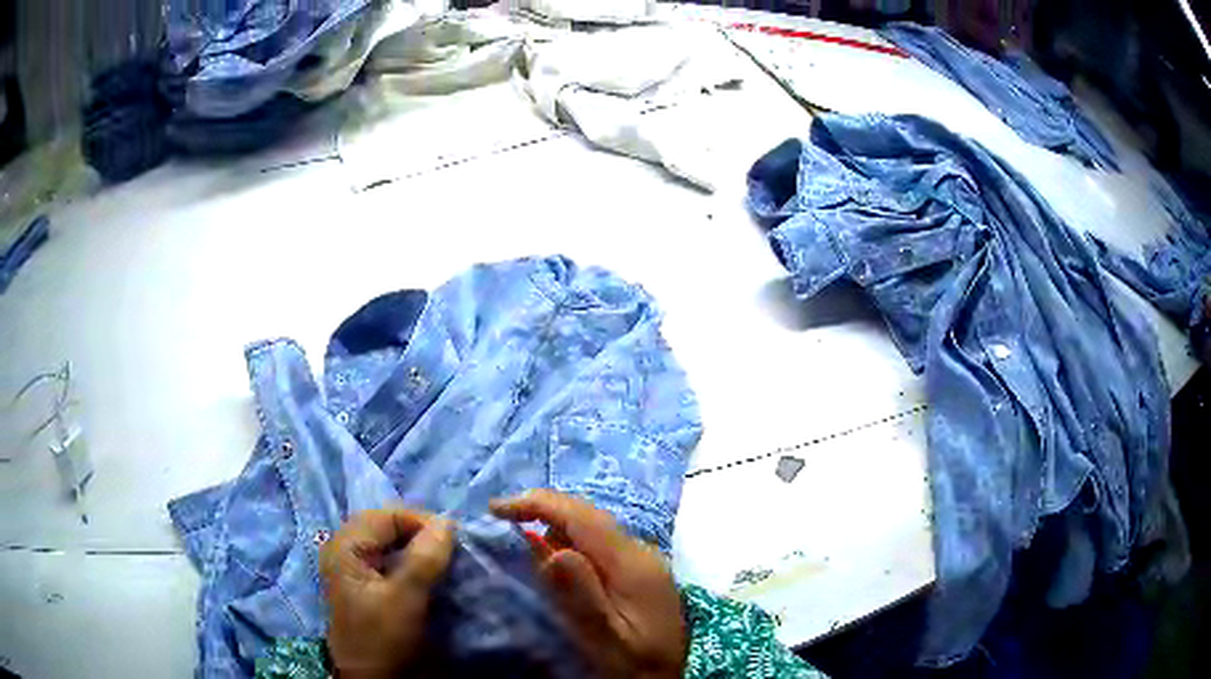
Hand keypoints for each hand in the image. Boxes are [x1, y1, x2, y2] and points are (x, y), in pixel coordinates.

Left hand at [320, 509, 453, 678]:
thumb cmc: (382, 638)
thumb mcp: (405, 599)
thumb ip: (424, 559)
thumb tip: (448, 523)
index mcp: (345, 546)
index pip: (386, 516)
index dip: (421, 522)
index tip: (454, 541)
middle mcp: (345, 549)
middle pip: (386, 526)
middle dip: (420, 533)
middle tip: (451, 550)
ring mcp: (354, 568)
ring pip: (389, 543)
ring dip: (418, 548)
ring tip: (444, 561)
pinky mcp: (365, 585)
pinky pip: (390, 560)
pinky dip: (412, 562)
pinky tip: (429, 575)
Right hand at [491, 490, 686, 678]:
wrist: (667, 677)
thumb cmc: (633, 663)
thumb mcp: (605, 638)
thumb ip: (583, 596)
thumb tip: (553, 551)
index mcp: (632, 565)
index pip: (581, 516)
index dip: (537, 504)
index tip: (496, 509)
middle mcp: (641, 551)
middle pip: (587, 515)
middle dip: (542, 510)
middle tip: (501, 522)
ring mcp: (643, 559)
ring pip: (592, 527)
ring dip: (554, 526)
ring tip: (521, 540)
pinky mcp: (639, 569)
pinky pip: (599, 543)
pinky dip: (569, 541)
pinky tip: (553, 561)